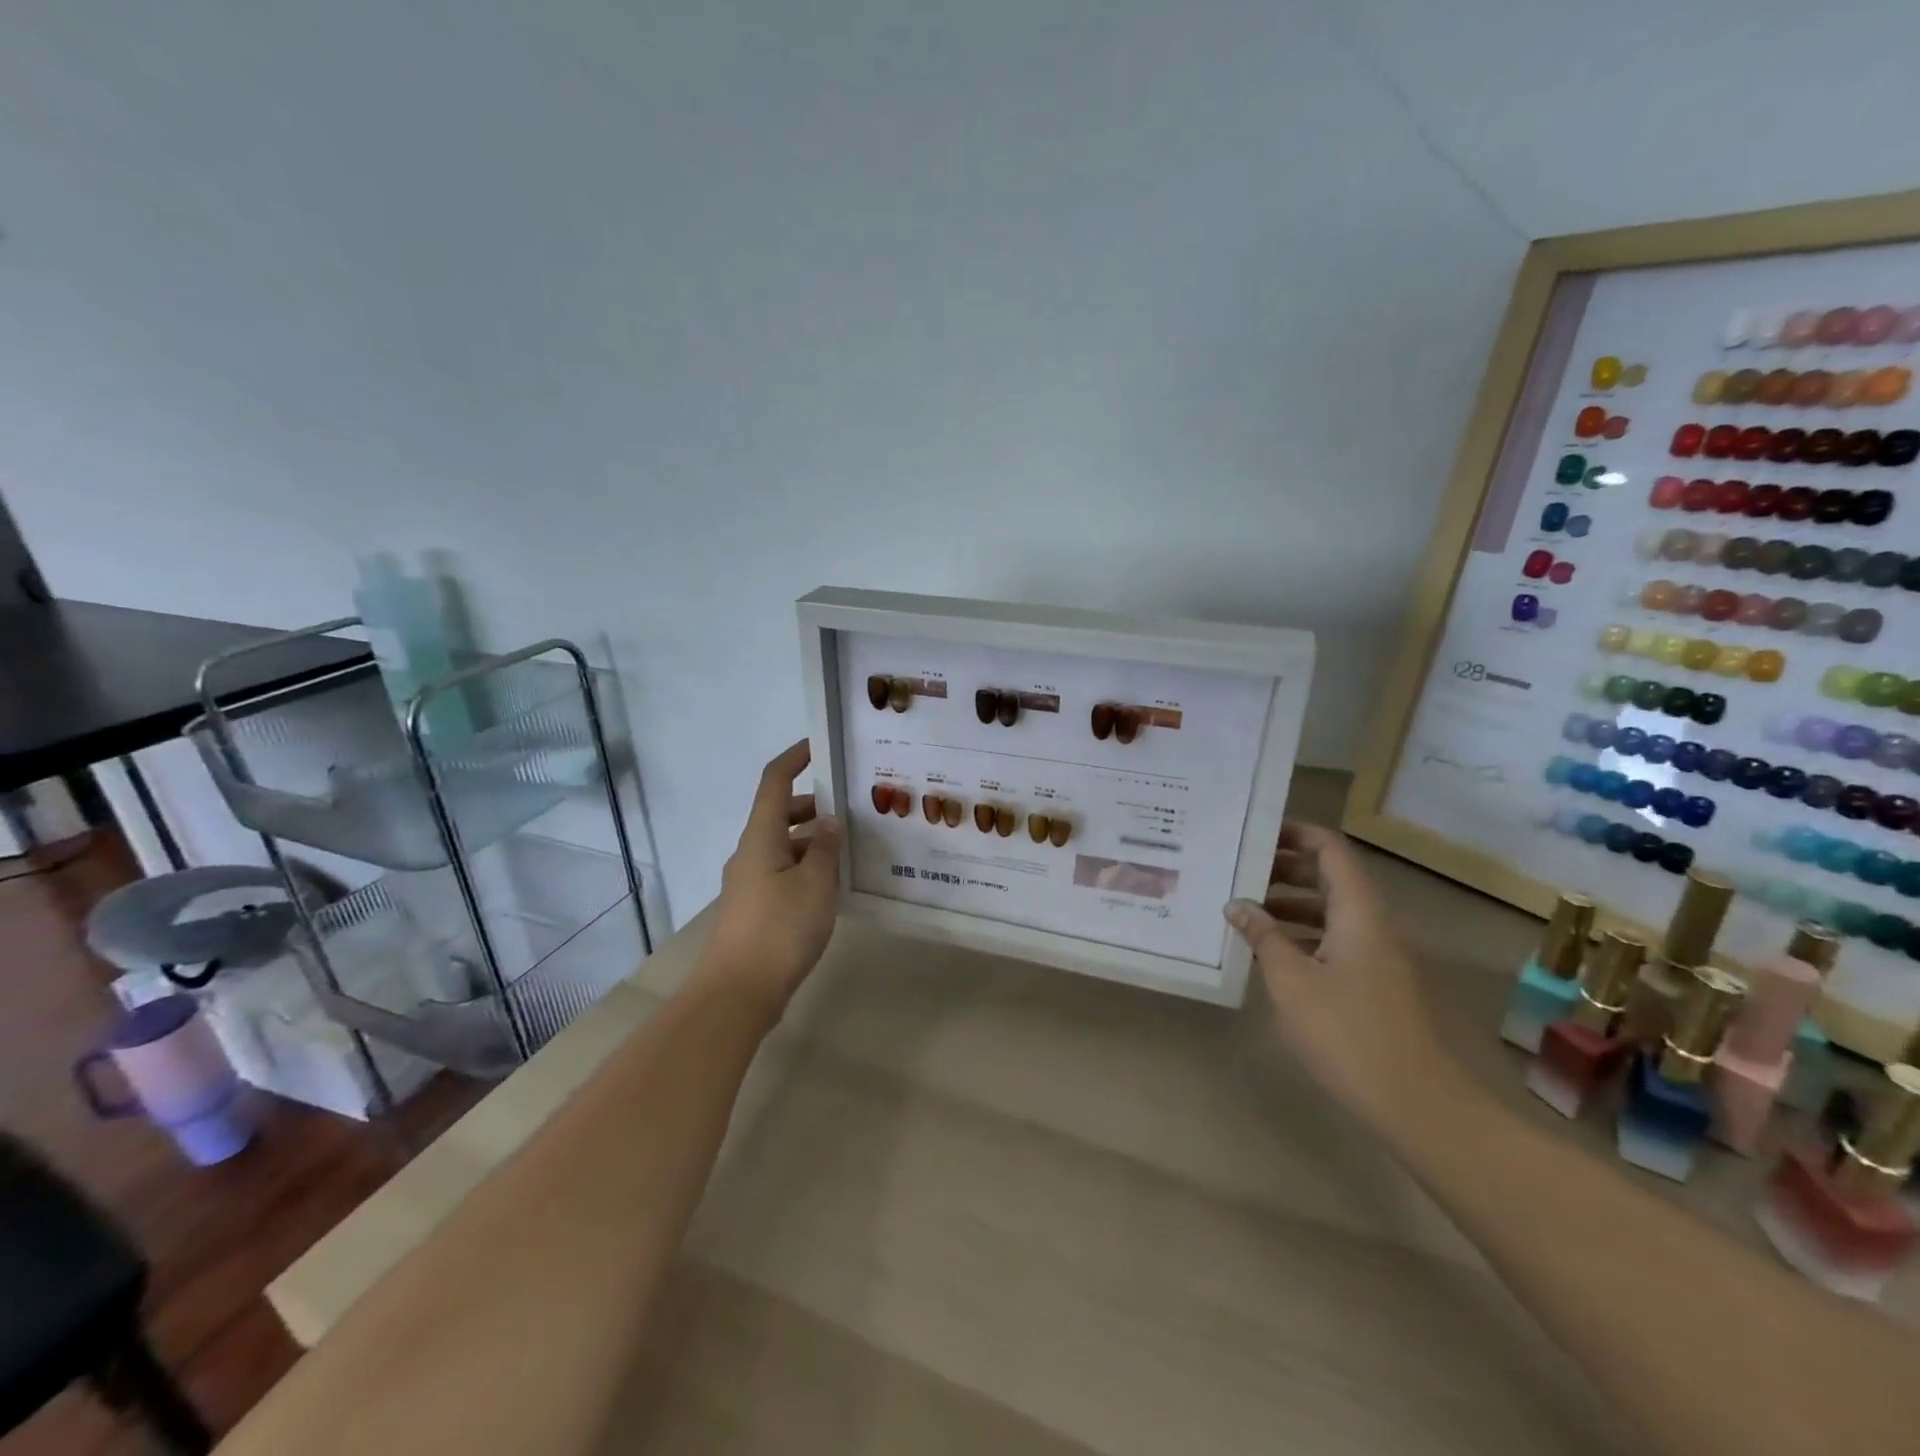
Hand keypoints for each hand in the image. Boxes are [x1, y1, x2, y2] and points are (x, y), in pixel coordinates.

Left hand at [697, 740, 843, 1018]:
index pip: (775, 781)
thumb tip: (828, 821)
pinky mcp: (755, 908)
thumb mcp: (816, 884)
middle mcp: (751, 852)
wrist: (738, 993)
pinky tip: (834, 886)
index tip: (819, 746)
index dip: (795, 758)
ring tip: (852, 848)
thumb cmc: (779, 929)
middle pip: (781, 813)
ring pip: (784, 846)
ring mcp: (750, 882)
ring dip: (813, 841)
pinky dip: (807, 868)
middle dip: (814, 805)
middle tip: (853, 807)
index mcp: (762, 836)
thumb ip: (825, 847)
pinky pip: (784, 872)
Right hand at [1224, 822, 1449, 1132]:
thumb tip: (1237, 905)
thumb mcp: (1291, 980)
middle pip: (1331, 877)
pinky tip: (1273, 954)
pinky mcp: (1378, 983)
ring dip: (1291, 905)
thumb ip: (1263, 936)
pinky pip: (1338, 940)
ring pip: (1333, 911)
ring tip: (1246, 913)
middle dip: (1285, 870)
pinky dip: (1305, 935)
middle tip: (1240, 874)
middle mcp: (1374, 923)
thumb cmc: (1347, 1031)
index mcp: (1358, 911)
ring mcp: (1380, 955)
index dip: (1295, 833)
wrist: (1417, 1103)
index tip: (1256, 833)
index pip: (1330, 849)